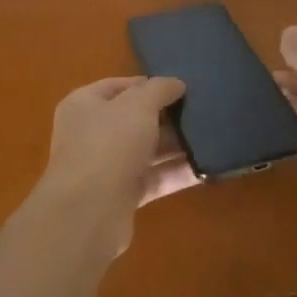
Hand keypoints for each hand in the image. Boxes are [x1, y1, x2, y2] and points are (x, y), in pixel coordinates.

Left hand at [33, 76, 196, 254]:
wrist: (88, 213)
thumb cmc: (109, 144)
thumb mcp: (138, 106)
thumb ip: (159, 90)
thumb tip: (176, 83)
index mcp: (85, 104)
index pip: (120, 86)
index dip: (149, 84)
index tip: (182, 87)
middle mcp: (91, 133)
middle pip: (134, 119)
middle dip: (167, 116)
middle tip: (202, 112)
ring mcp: (105, 166)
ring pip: (146, 150)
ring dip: (175, 146)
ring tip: (211, 138)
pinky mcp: (121, 196)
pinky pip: (153, 178)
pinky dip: (175, 173)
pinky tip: (206, 168)